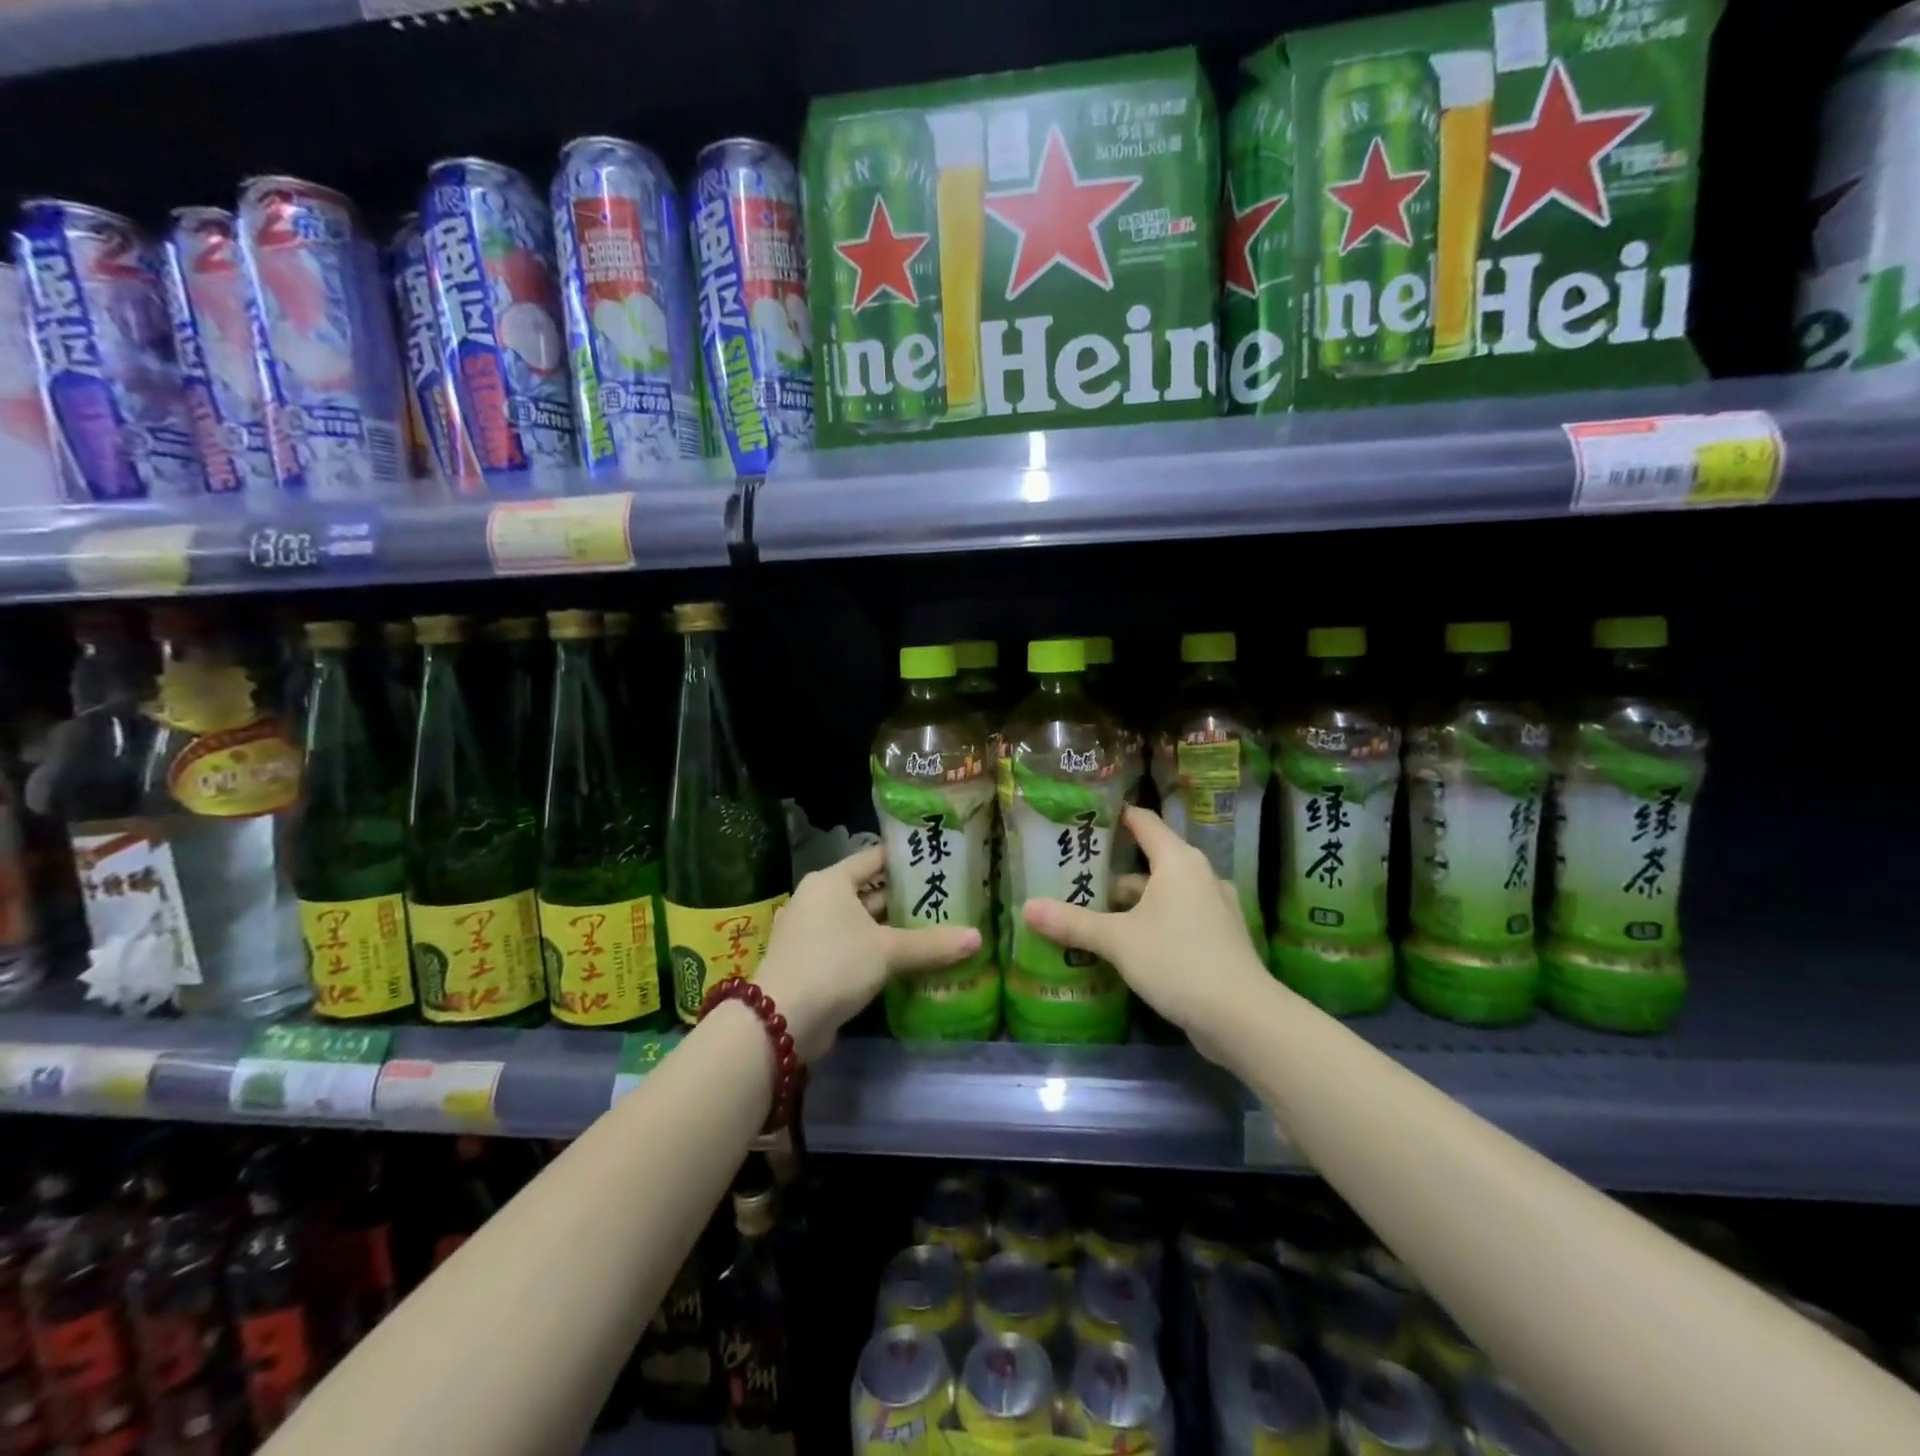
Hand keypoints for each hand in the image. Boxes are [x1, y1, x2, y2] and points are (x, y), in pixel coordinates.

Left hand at [756, 845, 979, 1061]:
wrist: (780, 1020)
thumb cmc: (834, 964)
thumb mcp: (888, 950)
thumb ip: (932, 944)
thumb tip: (978, 938)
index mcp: (831, 881)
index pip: (875, 858)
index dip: (906, 860)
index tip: (938, 862)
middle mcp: (818, 899)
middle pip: (869, 891)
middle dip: (904, 899)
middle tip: (945, 899)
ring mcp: (811, 933)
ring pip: (861, 923)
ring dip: (892, 929)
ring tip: (935, 930)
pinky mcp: (811, 963)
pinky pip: (852, 948)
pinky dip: (876, 952)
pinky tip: (906, 962)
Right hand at [1022, 806, 1271, 1046]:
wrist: (1242, 1017)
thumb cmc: (1177, 960)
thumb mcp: (1117, 940)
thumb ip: (1073, 923)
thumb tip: (1027, 907)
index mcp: (1178, 861)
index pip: (1143, 822)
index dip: (1115, 817)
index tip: (1085, 818)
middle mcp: (1200, 876)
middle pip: (1151, 861)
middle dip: (1114, 872)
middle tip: (1076, 877)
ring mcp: (1215, 909)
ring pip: (1164, 894)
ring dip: (1134, 903)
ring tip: (1096, 915)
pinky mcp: (1220, 939)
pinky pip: (1179, 919)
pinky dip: (1154, 924)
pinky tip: (1130, 946)